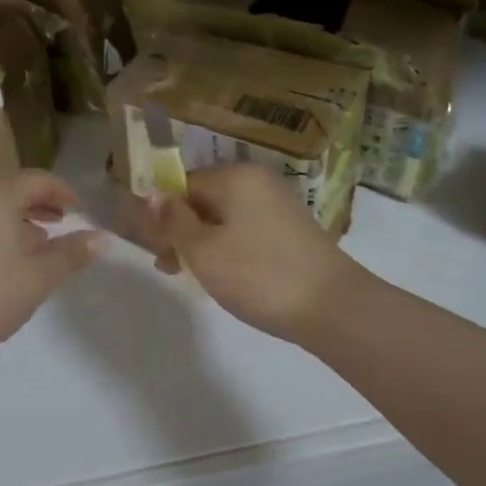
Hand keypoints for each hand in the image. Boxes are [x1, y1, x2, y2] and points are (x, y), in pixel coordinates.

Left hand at [0, 173, 101, 361]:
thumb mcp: (37, 277)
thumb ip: (71, 254)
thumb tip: (101, 238)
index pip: (38, 180)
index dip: (63, 192)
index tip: (80, 210)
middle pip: (12, 188)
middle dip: (40, 204)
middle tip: (62, 224)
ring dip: (17, 218)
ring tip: (38, 244)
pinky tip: (4, 258)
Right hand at [152, 164, 358, 344]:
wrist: (334, 309)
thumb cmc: (258, 275)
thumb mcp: (202, 250)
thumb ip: (172, 220)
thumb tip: (154, 196)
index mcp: (234, 176)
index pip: (182, 183)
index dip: (161, 213)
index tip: (151, 245)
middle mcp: (257, 181)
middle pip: (203, 198)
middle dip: (180, 229)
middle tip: (166, 265)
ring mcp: (278, 204)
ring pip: (223, 217)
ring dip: (201, 241)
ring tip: (187, 275)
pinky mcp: (291, 230)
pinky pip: (245, 229)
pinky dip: (228, 247)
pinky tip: (222, 275)